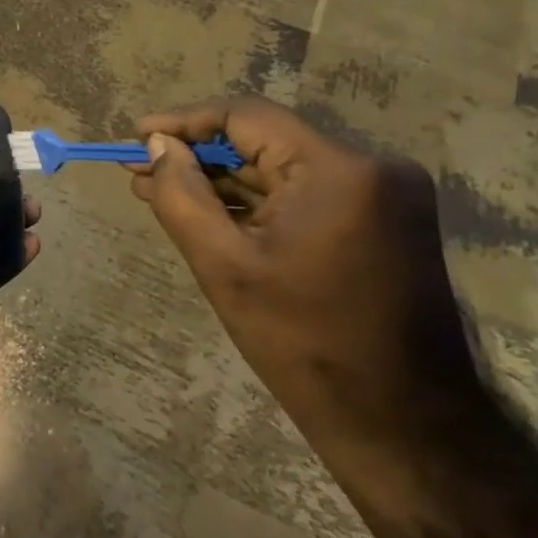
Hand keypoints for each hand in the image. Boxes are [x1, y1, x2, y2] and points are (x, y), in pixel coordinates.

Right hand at [130, 99, 482, 458]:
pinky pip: (305, 193)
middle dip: (198, 155)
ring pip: (282, 168)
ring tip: (159, 190)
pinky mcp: (384, 221)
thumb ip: (181, 195)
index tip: (137, 135)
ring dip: (223, 180)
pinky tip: (209, 211)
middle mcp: (371, 167)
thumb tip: (157, 146)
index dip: (184, 121)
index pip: (247, 116)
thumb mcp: (223, 265)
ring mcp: (384, 194)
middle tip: (140, 169)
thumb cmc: (302, 342)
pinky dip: (257, 202)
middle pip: (265, 141)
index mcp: (338, 170)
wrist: (400, 421)